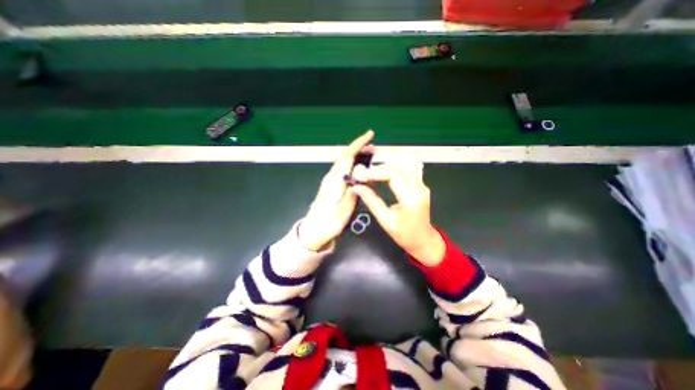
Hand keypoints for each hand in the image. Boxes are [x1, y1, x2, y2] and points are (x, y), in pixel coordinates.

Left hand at [299, 131, 374, 250]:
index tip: (370, 135)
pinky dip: (352, 165)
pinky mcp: (330, 186)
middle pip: (345, 157)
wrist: (313, 232)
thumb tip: (359, 172)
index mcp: (335, 180)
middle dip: (359, 148)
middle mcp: (331, 177)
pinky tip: (359, 170)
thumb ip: (353, 191)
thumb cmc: (328, 223)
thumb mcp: (344, 210)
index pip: (347, 156)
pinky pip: (343, 170)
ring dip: (356, 156)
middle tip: (374, 148)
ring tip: (370, 156)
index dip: (358, 144)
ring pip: (344, 163)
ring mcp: (330, 181)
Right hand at [351, 151, 442, 263]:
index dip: (375, 172)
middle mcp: (420, 188)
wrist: (423, 240)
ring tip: (373, 165)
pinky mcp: (421, 185)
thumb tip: (356, 187)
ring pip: (406, 163)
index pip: (393, 175)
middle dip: (379, 166)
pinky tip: (387, 166)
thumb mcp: (385, 220)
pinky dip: (397, 164)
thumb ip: (371, 201)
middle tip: (364, 171)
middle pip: (399, 166)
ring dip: (389, 161)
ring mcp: (422, 185)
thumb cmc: (404, 235)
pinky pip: (410, 168)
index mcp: (411, 199)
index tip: (361, 176)